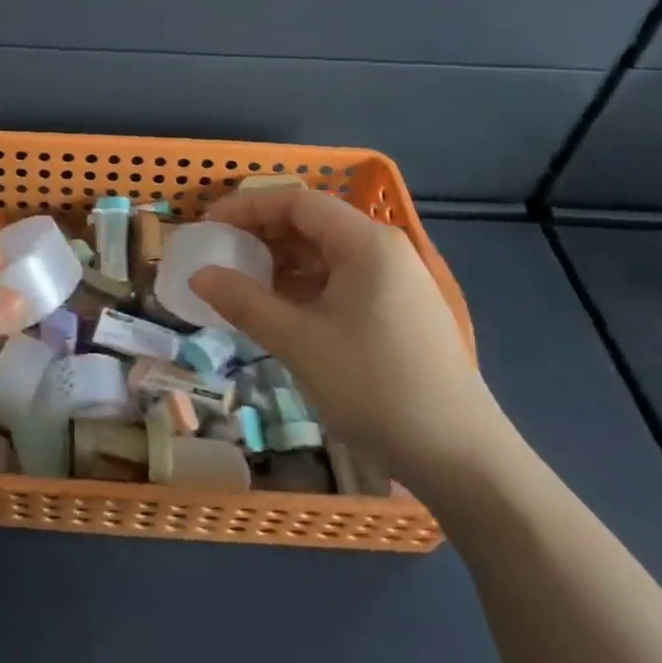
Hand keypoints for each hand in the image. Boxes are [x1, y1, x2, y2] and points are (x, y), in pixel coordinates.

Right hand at [189, 189, 511, 487]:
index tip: (209, 228)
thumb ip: (244, 302)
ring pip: (323, 255)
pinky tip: (276, 311)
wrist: (462, 460)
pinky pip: (338, 282)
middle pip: (311, 224)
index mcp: (366, 243)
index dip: (247, 207)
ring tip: (239, 286)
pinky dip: (302, 288)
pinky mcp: (395, 312)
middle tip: (218, 257)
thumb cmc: (376, 388)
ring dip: (279, 264)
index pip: (297, 202)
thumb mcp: (300, 342)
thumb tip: (198, 276)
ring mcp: (393, 282)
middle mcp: (383, 250)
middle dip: (260, 235)